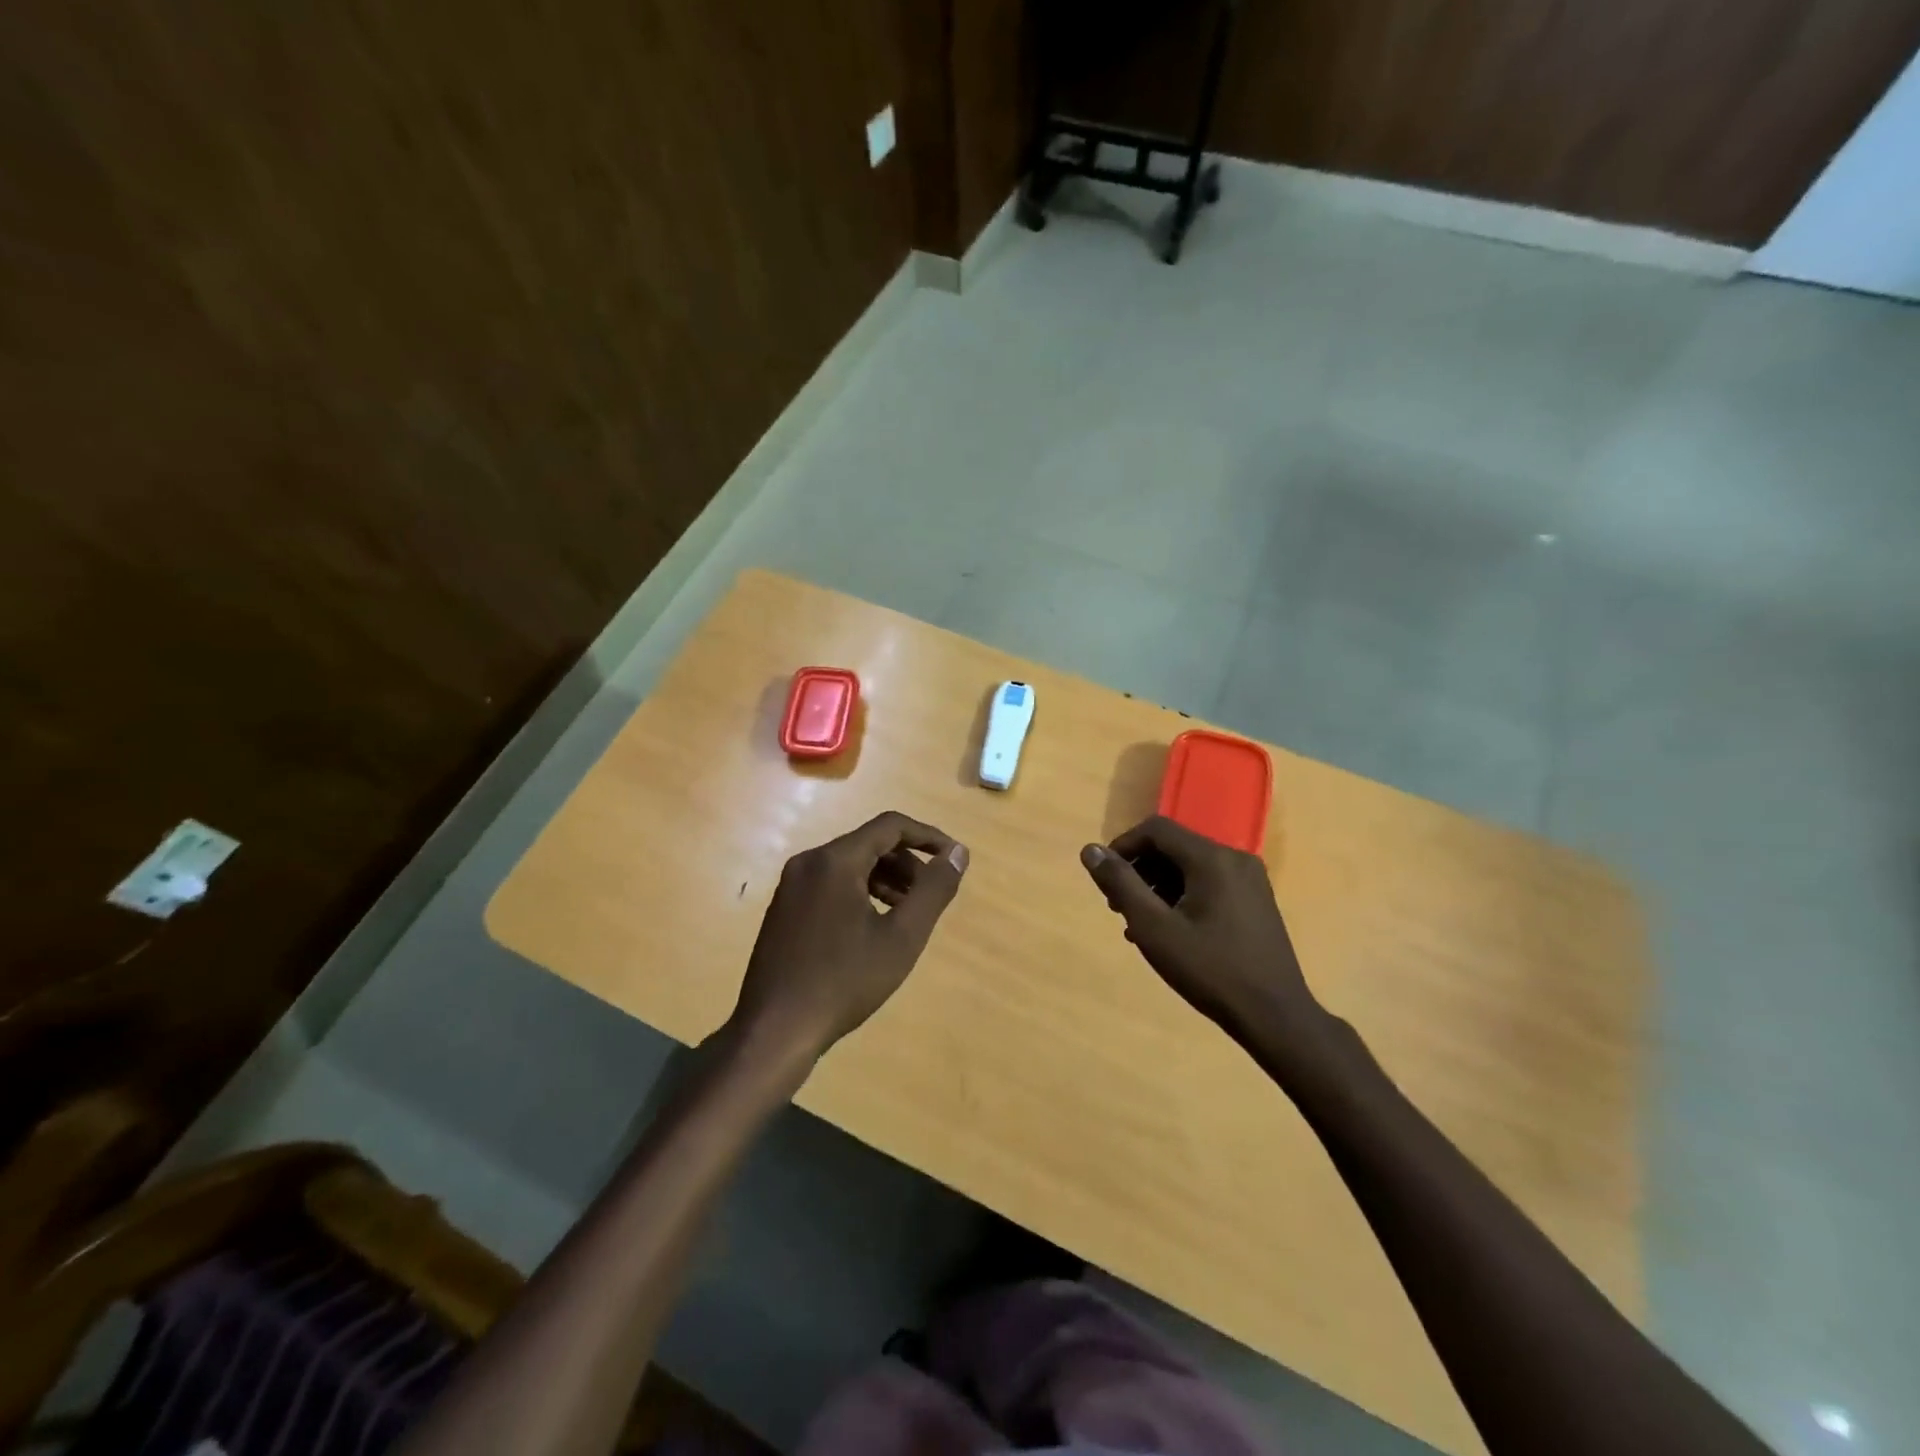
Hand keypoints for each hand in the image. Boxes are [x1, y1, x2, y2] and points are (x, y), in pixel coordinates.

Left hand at [730, 812, 968, 1066]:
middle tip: (931, 896)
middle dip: (907, 863)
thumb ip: (934, 890)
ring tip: (907, 914)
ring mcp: (792, 885)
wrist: (775, 1029)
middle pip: (869, 844)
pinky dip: (861, 892)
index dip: (928, 836)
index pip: (890, 826)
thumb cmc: (844, 981)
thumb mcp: (902, 937)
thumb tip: (958, 853)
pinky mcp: (785, 908)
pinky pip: (831, 883)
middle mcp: (809, 861)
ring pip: (850, 865)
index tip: (953, 859)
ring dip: (886, 879)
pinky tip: (874, 927)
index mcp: (835, 860)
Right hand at [1080, 816, 1324, 1055]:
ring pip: (1190, 867)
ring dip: (1158, 887)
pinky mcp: (1255, 901)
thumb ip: (1120, 884)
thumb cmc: (1210, 970)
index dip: (1123, 847)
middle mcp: (1234, 858)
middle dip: (1140, 871)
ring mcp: (1249, 880)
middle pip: (1173, 847)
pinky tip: (1169, 931)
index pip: (1156, 830)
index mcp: (1212, 858)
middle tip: (1118, 907)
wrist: (1275, 1017)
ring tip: (1139, 925)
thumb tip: (1090, 850)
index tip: (1105, 880)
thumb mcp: (1154, 928)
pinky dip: (1182, 897)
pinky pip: (1208, 884)